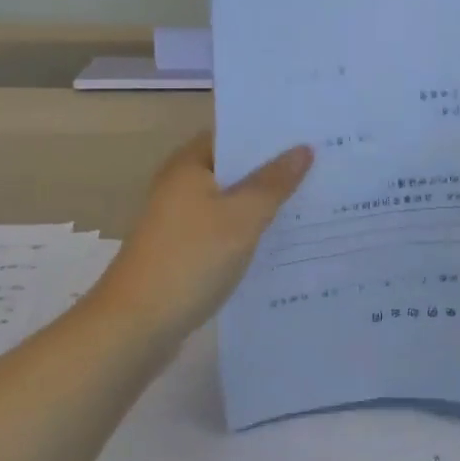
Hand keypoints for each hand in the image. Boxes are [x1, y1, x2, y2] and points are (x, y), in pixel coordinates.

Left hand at [103, 134, 312, 330]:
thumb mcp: (241, 218)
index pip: (234, 134)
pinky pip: (225, 230)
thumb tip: (303, 149)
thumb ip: (273, 183)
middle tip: (324, 165)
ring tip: (314, 200)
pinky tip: (283, 240)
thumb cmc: (190, 260)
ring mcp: (181, 221)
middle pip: (235, 168)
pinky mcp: (185, 252)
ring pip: (232, 202)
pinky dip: (249, 231)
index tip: (310, 133)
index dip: (270, 134)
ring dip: (264, 203)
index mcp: (189, 165)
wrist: (135, 327)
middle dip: (274, 169)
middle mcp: (182, 186)